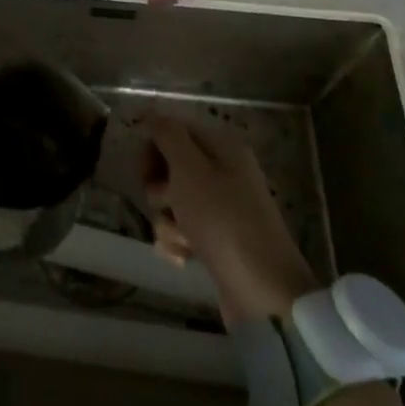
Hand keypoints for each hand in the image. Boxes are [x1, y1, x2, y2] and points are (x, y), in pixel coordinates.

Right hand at [140, 115, 318, 323]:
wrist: (262, 292)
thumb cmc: (223, 221)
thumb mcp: (190, 169)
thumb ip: (167, 135)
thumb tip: (152, 113)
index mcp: (223, 147)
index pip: (175, 129)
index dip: (153, 145)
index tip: (142, 168)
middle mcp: (224, 172)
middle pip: (171, 166)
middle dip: (158, 187)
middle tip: (165, 201)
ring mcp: (221, 208)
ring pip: (172, 201)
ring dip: (167, 219)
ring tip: (182, 238)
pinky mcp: (216, 240)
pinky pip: (182, 230)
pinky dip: (177, 242)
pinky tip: (184, 257)